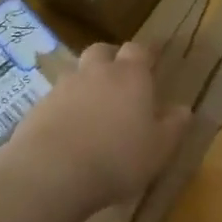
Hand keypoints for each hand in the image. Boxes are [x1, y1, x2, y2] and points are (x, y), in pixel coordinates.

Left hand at [0, 42, 189, 211]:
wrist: (52, 172)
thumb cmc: (117, 158)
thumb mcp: (159, 149)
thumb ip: (173, 126)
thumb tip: (183, 109)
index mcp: (130, 75)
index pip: (140, 50)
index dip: (147, 53)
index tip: (154, 58)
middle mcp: (96, 71)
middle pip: (103, 51)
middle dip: (112, 58)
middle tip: (120, 77)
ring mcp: (63, 87)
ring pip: (77, 72)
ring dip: (87, 82)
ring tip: (94, 107)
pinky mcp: (38, 106)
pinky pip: (57, 98)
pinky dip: (66, 106)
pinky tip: (70, 128)